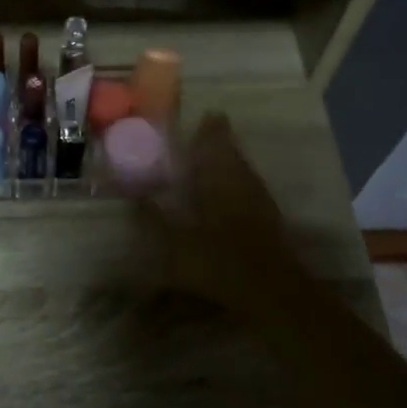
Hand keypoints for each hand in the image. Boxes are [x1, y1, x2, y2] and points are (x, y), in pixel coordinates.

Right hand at [142, 114, 302, 318]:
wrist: (270, 292)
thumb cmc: (218, 261)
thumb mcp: (174, 243)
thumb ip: (153, 220)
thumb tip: (136, 199)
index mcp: (218, 179)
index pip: (215, 144)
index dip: (210, 129)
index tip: (207, 115)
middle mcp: (241, 182)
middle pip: (233, 154)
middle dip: (221, 143)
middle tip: (210, 133)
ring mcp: (260, 201)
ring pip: (244, 171)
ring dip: (232, 162)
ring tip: (218, 160)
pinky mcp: (270, 220)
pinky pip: (251, 189)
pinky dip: (240, 183)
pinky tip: (231, 195)